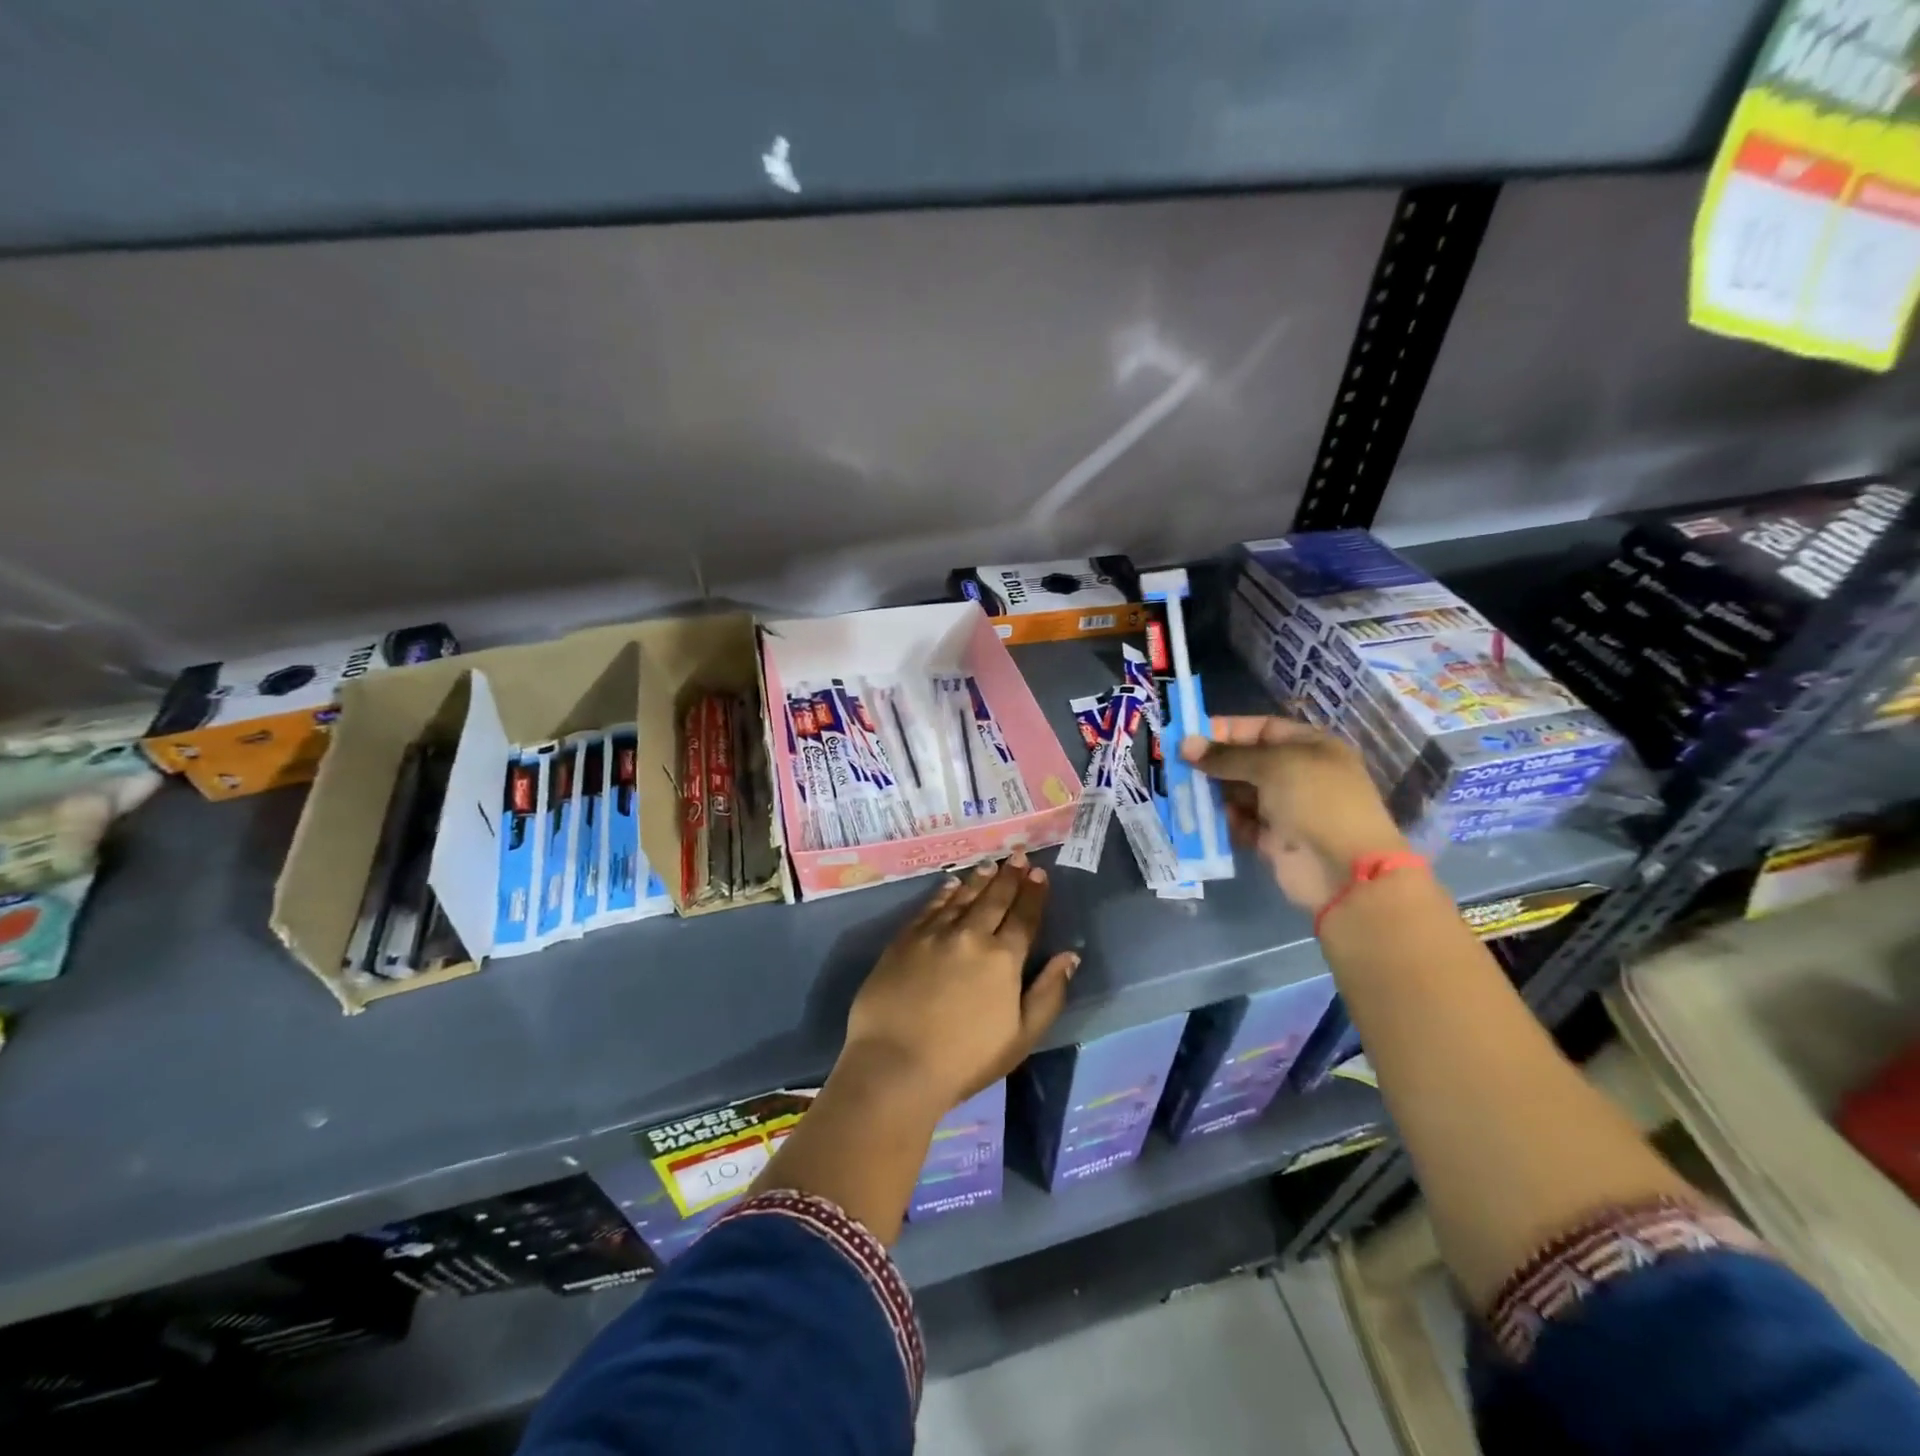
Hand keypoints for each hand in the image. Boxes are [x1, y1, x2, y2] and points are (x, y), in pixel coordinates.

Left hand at [841, 853, 1078, 1114]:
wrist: (895, 1064)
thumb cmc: (965, 1060)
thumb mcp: (1021, 1036)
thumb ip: (1049, 993)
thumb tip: (1070, 956)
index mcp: (1003, 959)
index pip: (1024, 918)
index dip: (1034, 894)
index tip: (1040, 873)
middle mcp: (971, 935)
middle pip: (994, 899)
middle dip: (1010, 876)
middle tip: (1019, 855)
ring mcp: (934, 934)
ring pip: (962, 897)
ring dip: (979, 879)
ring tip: (991, 864)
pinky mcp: (904, 940)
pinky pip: (929, 907)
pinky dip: (943, 893)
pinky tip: (951, 885)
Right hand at [1180, 717, 1408, 911]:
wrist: (1344, 870)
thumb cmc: (1316, 801)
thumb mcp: (1272, 766)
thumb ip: (1226, 756)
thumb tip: (1184, 745)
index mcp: (1310, 747)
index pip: (1261, 729)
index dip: (1226, 730)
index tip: (1189, 736)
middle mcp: (1298, 775)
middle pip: (1247, 762)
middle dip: (1213, 764)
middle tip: (1175, 766)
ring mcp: (1286, 809)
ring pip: (1239, 794)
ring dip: (1211, 793)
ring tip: (1180, 791)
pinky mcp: (1273, 839)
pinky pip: (1239, 823)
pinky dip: (1220, 821)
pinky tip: (1197, 818)